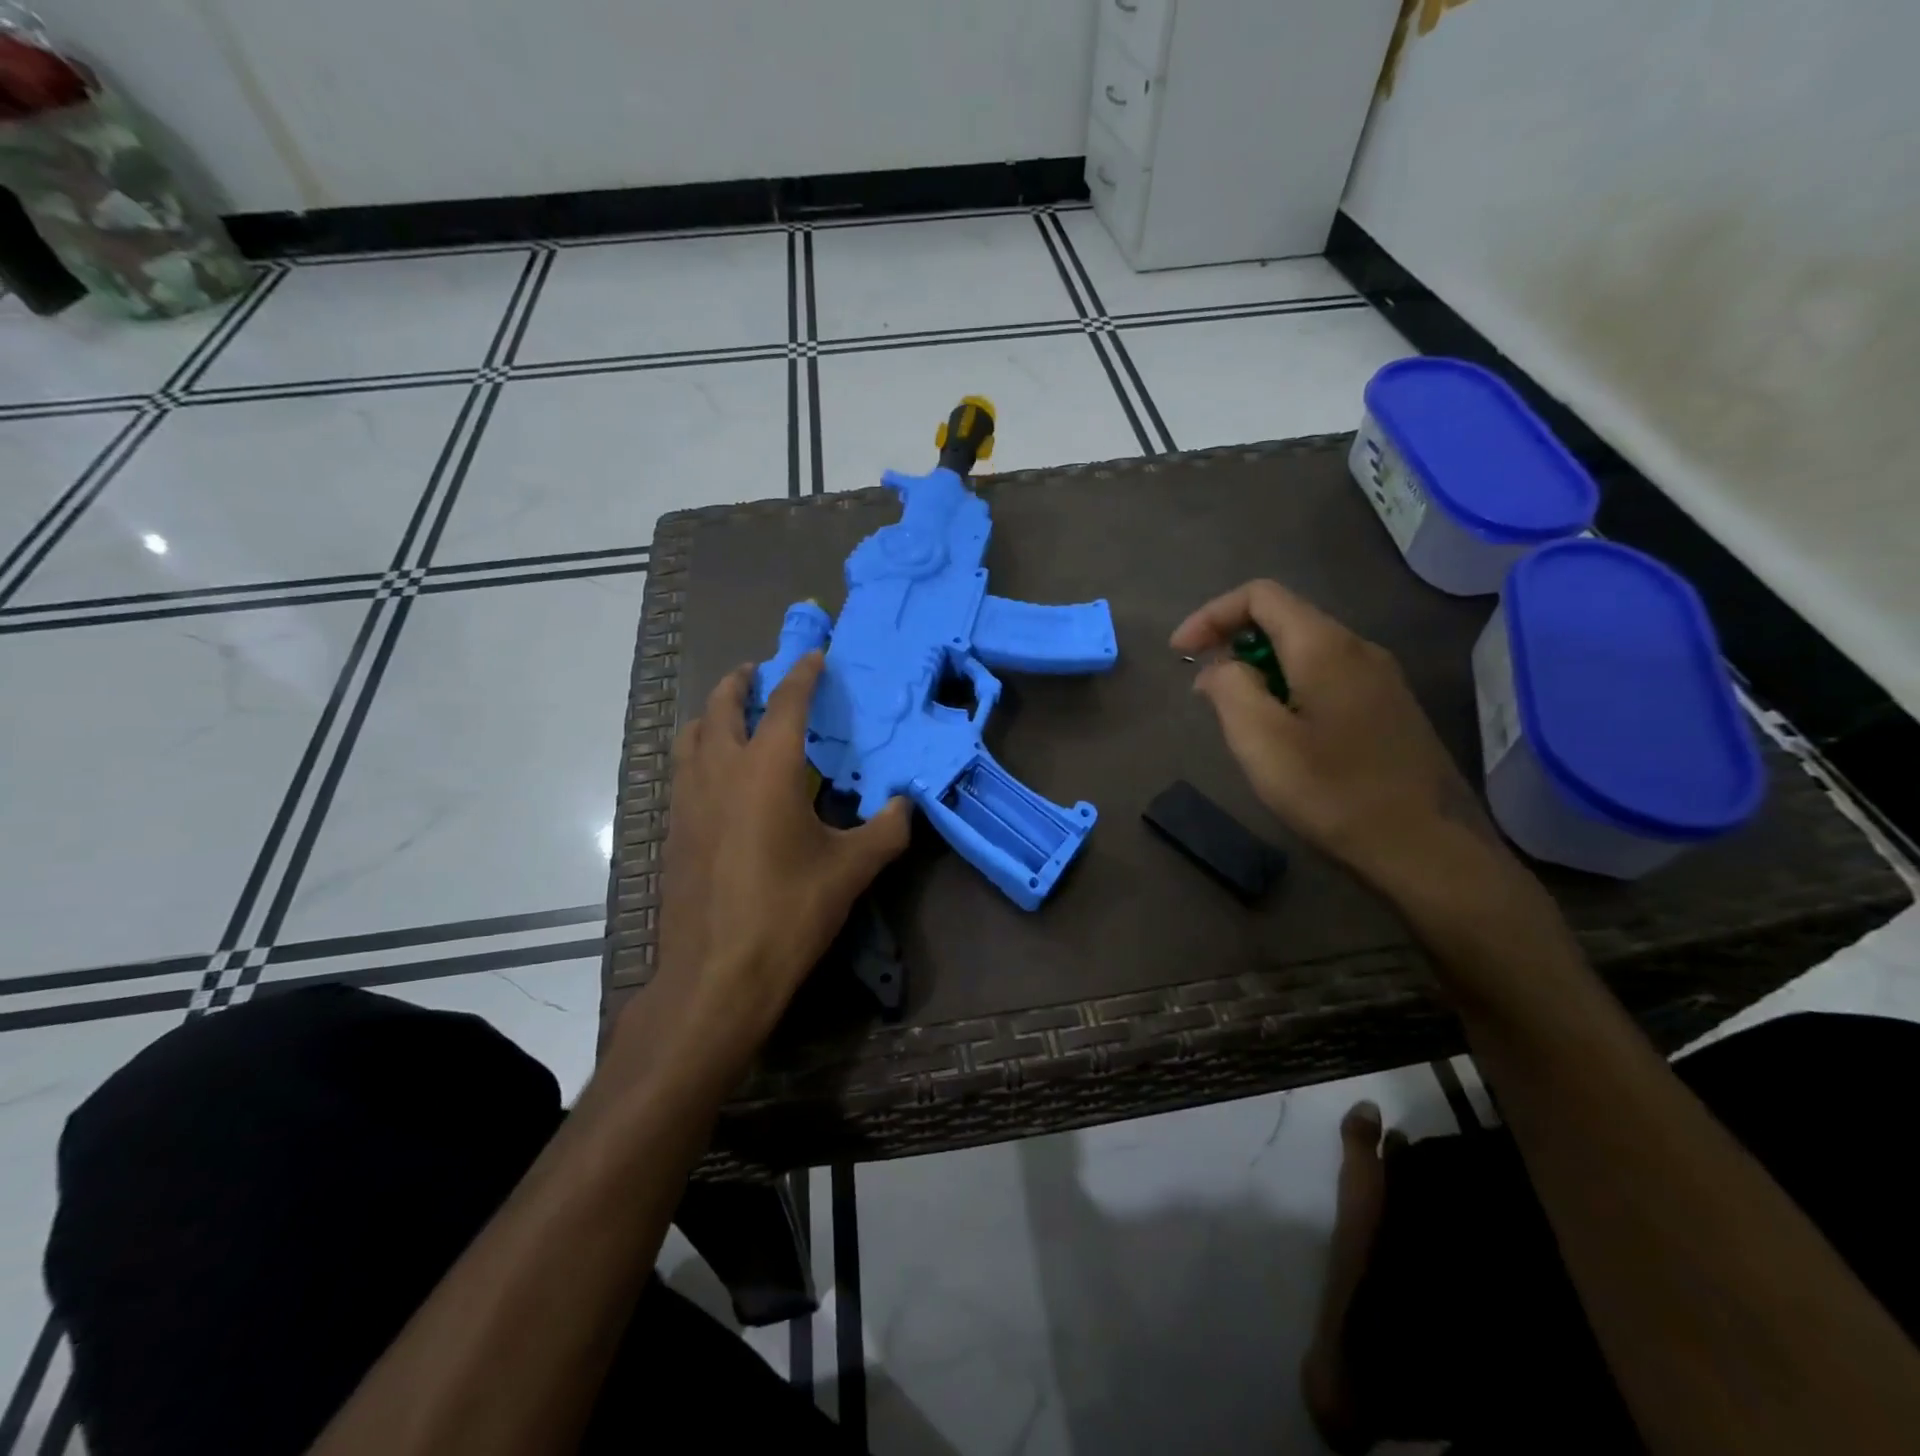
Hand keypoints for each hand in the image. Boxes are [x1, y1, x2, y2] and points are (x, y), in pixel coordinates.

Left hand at [644, 651, 909, 1060]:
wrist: (717, 974)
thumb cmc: (788, 912)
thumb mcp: (850, 870)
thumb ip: (886, 830)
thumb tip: (906, 805)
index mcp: (768, 768)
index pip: (786, 702)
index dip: (802, 673)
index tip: (814, 656)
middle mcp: (721, 770)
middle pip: (722, 705)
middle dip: (742, 682)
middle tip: (760, 674)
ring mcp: (689, 799)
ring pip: (692, 734)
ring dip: (713, 714)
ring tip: (734, 717)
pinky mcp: (674, 829)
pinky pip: (683, 769)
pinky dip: (700, 752)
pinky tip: (720, 778)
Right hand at [1171, 579, 1502, 890]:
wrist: (1425, 847)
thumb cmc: (1334, 792)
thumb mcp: (1261, 741)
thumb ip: (1230, 689)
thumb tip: (1219, 667)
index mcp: (1325, 647)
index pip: (1260, 595)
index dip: (1211, 615)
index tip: (1180, 654)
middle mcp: (1359, 648)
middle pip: (1284, 618)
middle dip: (1232, 641)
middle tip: (1203, 687)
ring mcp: (1381, 678)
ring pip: (1305, 649)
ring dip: (1259, 667)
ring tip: (1235, 712)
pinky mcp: (1389, 708)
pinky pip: (1326, 676)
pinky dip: (1288, 686)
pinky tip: (1280, 730)